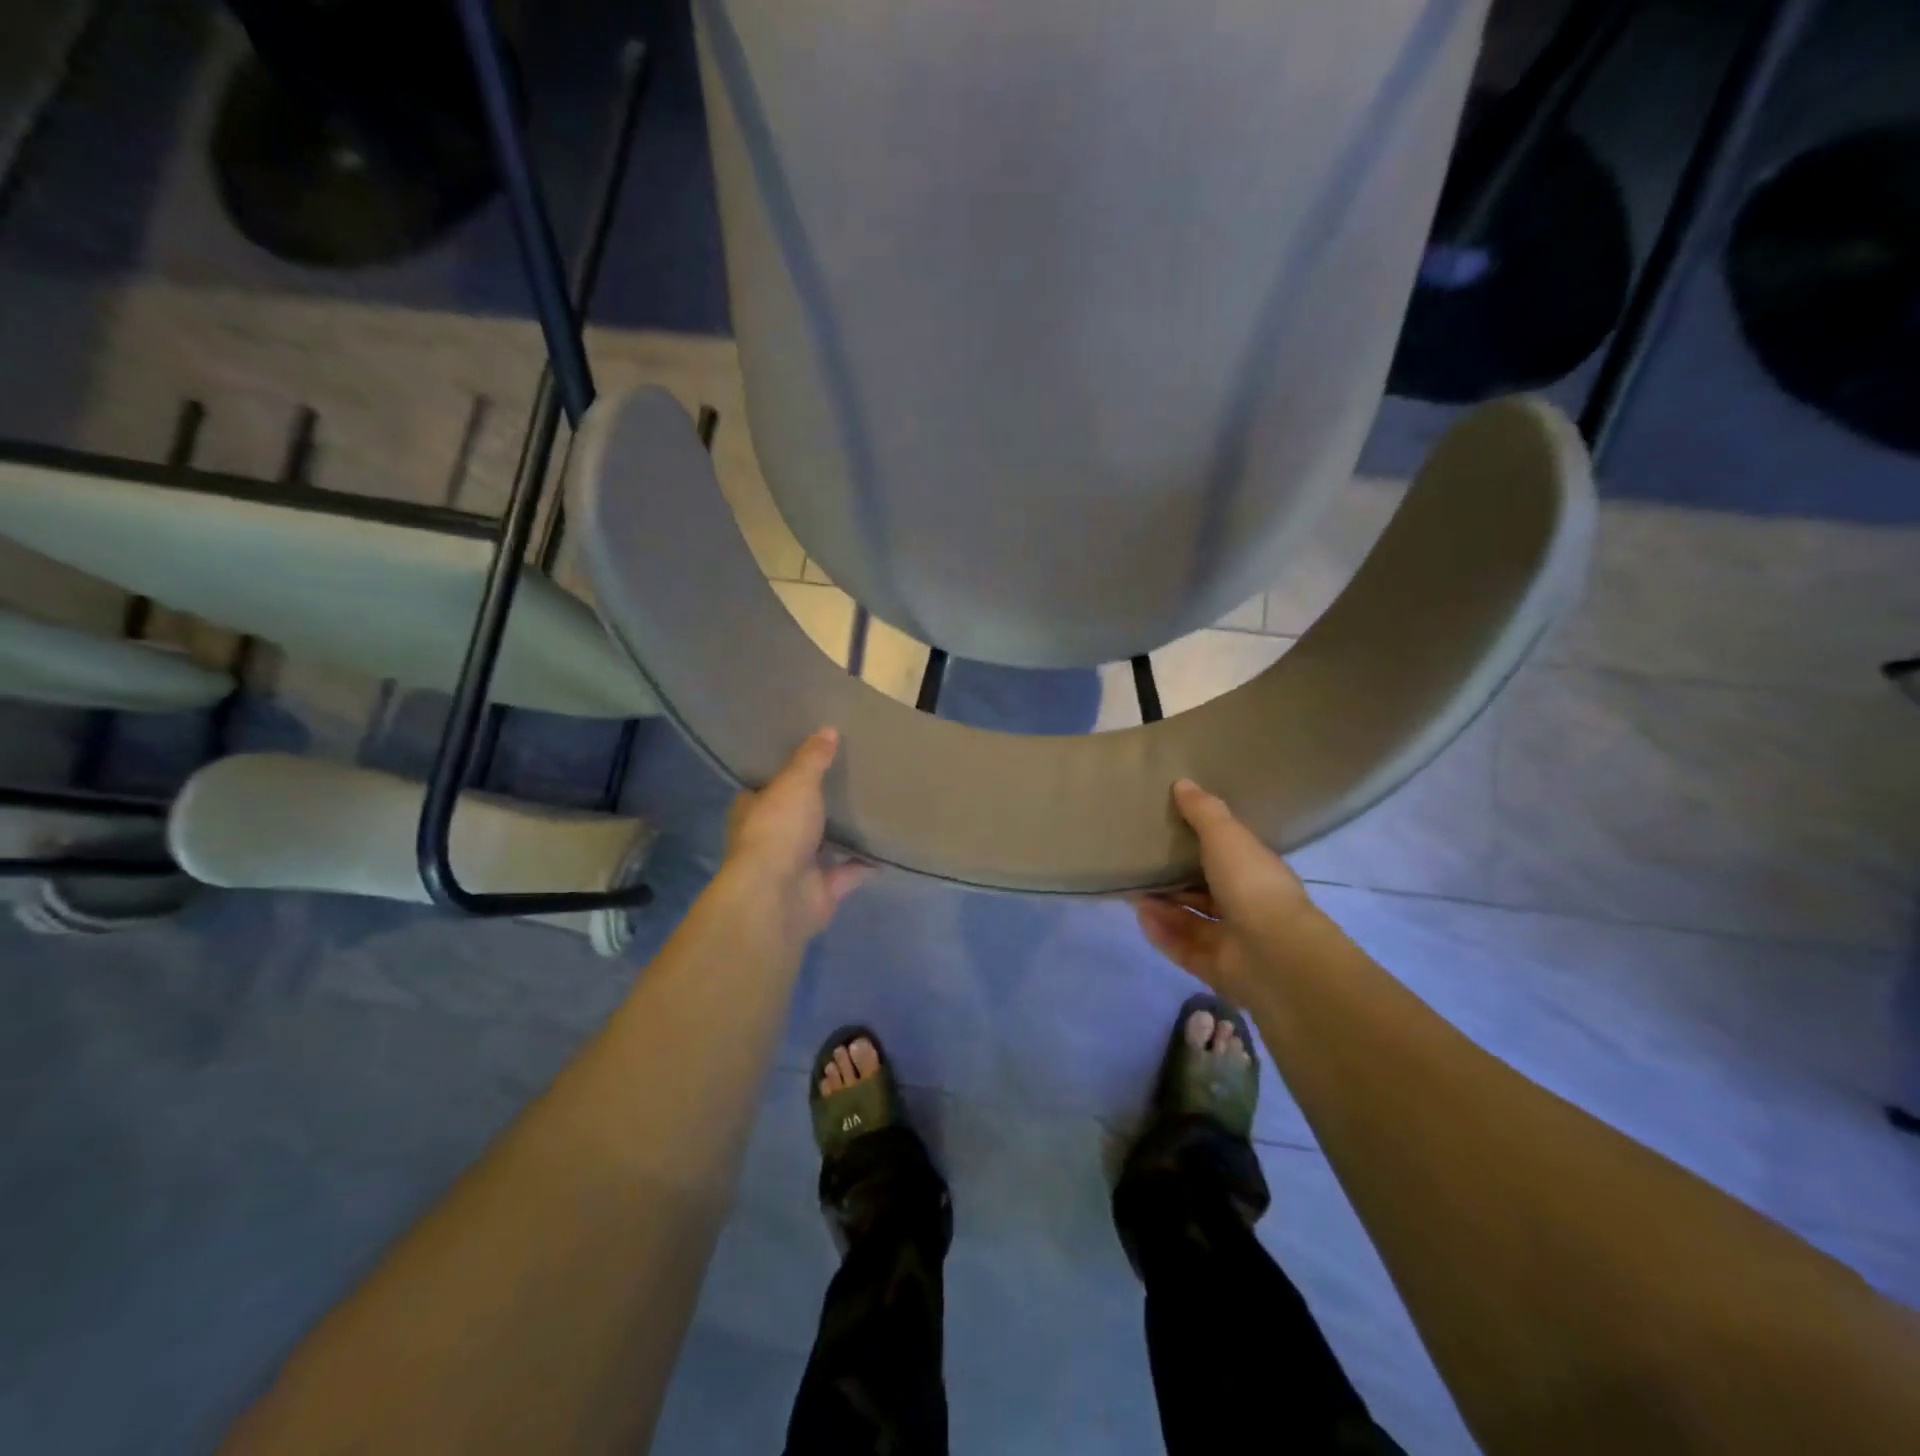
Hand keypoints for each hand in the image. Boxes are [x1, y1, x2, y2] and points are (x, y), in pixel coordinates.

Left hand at [723, 728, 871, 943]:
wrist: (778, 896)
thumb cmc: (778, 830)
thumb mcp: (796, 783)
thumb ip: (812, 759)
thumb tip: (828, 730)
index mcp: (753, 810)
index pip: (766, 787)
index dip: (785, 772)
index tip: (811, 756)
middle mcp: (772, 838)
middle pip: (797, 815)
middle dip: (819, 803)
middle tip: (851, 776)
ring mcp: (796, 867)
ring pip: (824, 845)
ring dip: (843, 834)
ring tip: (873, 808)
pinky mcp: (822, 890)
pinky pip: (850, 872)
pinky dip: (867, 863)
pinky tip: (889, 845)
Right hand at [1134, 779, 1318, 999]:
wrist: (1272, 953)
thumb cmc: (1251, 884)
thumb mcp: (1225, 836)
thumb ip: (1202, 811)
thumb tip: (1182, 782)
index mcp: (1256, 873)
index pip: (1228, 857)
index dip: (1202, 845)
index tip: (1170, 831)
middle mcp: (1246, 906)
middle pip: (1206, 891)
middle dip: (1175, 880)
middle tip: (1142, 863)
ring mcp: (1232, 940)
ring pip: (1191, 920)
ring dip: (1163, 905)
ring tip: (1132, 888)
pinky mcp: (1214, 967)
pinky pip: (1181, 946)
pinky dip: (1161, 931)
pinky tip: (1139, 915)